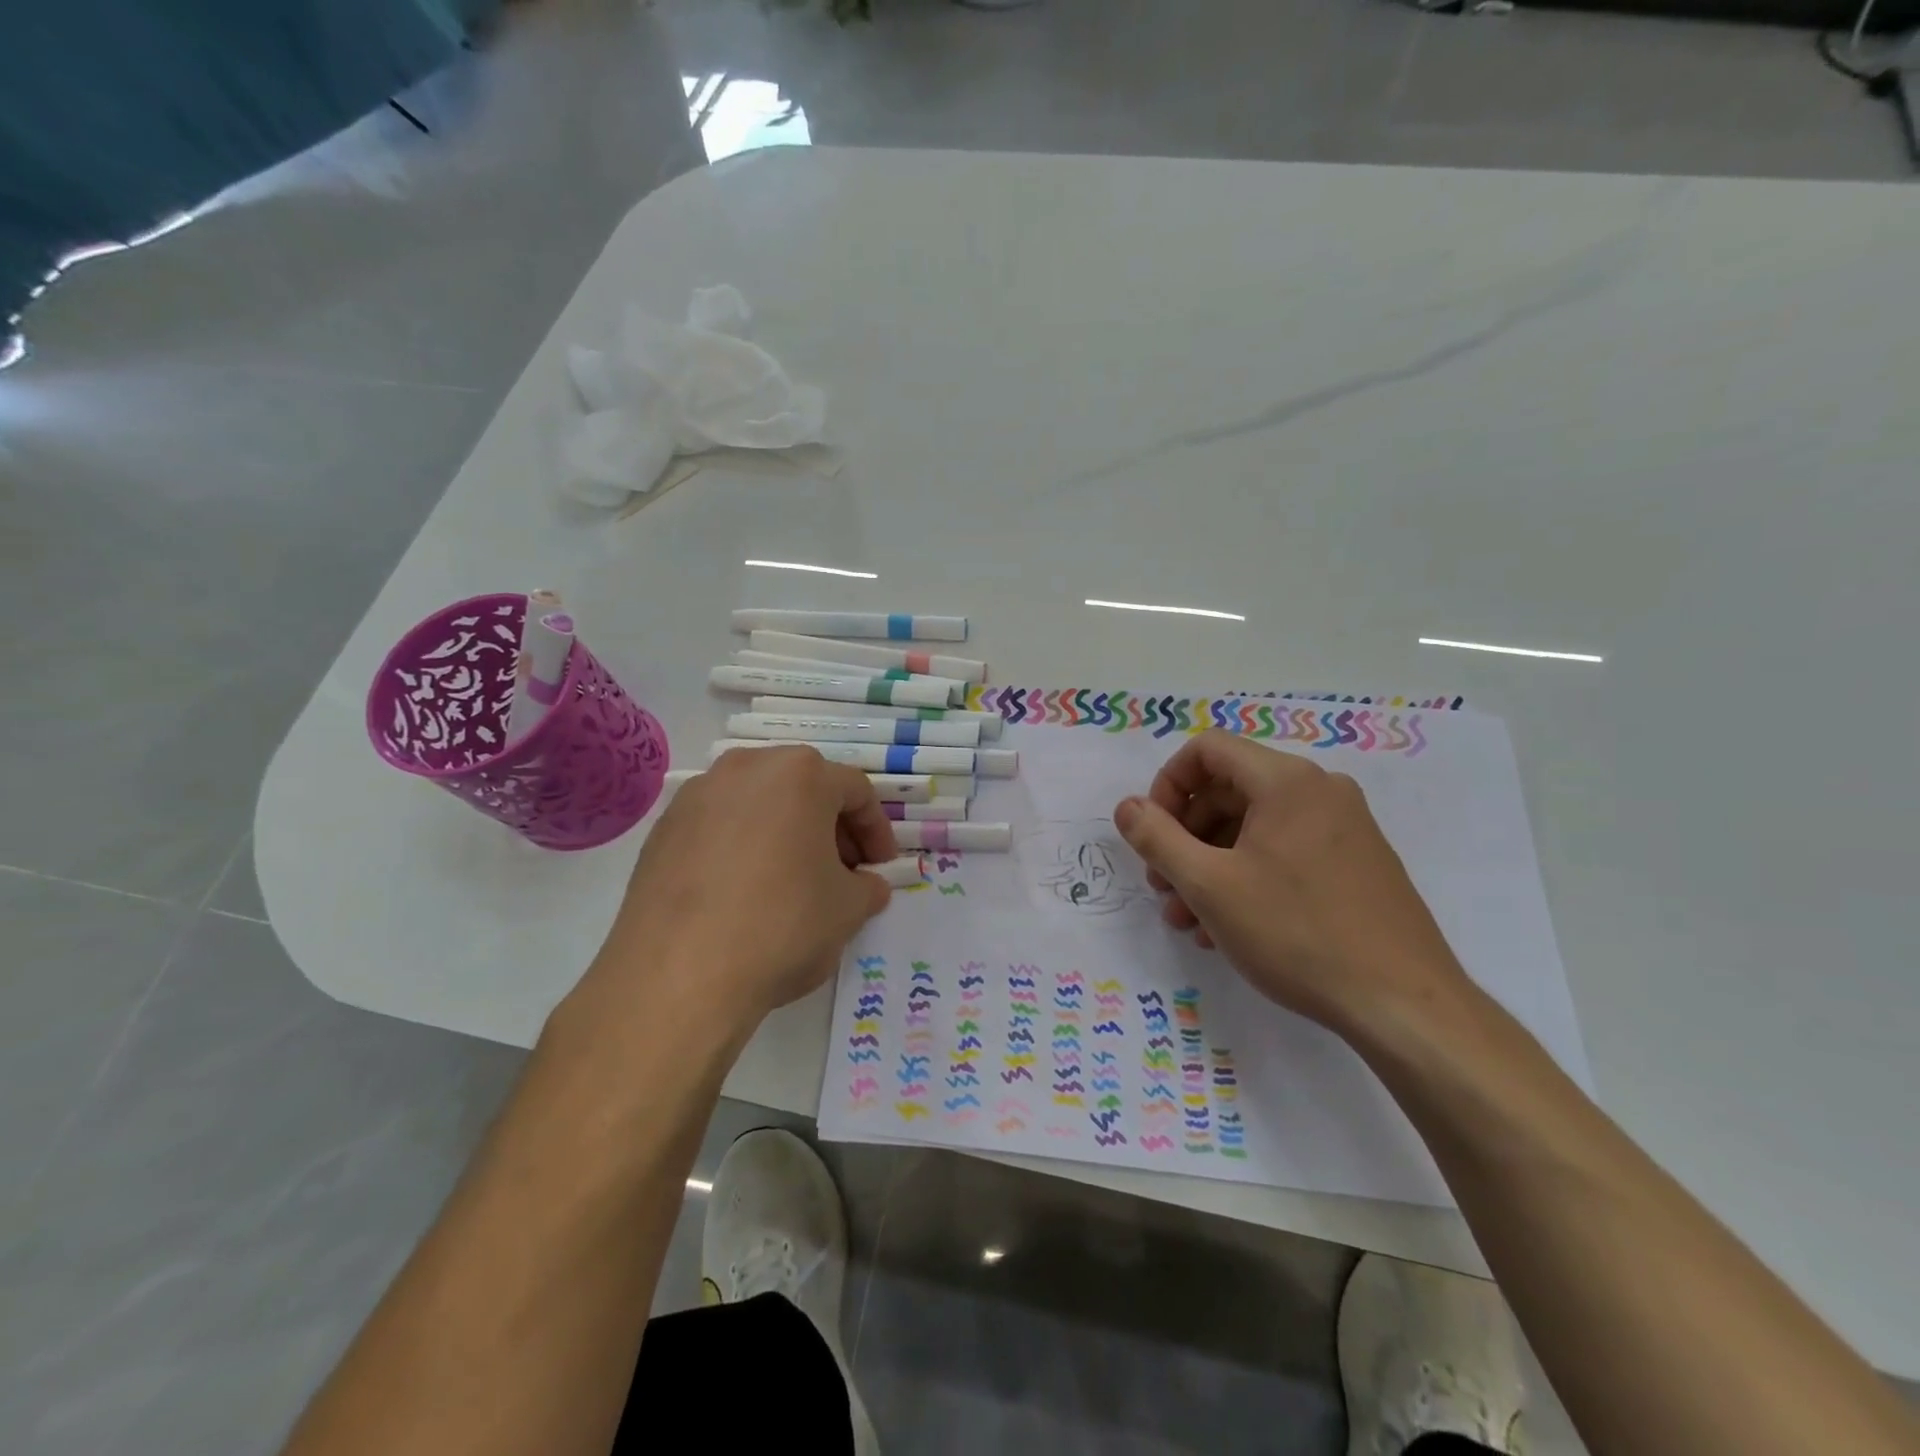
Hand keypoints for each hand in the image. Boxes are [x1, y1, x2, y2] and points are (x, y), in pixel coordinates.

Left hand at [586, 747, 898, 1035]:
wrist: (677, 973)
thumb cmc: (781, 926)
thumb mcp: (848, 910)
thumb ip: (868, 887)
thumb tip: (866, 885)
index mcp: (801, 774)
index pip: (855, 792)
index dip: (877, 831)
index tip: (881, 867)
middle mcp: (747, 768)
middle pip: (804, 789)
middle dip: (830, 828)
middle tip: (842, 872)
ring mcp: (698, 795)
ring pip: (758, 804)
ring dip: (785, 834)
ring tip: (792, 881)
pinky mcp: (662, 829)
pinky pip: (718, 827)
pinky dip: (742, 848)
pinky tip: (744, 893)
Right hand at [1112, 730, 1471, 1035]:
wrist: (1404, 1005)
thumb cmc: (1297, 933)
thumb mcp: (1209, 885)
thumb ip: (1157, 838)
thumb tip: (1127, 807)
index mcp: (1286, 781)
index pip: (1207, 750)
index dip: (1167, 785)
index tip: (1151, 834)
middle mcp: (1320, 790)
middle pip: (1228, 791)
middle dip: (1184, 837)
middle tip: (1162, 886)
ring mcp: (1344, 827)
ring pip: (1254, 828)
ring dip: (1210, 865)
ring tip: (1188, 920)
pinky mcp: (1357, 863)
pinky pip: (1284, 851)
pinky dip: (1246, 877)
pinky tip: (1228, 928)